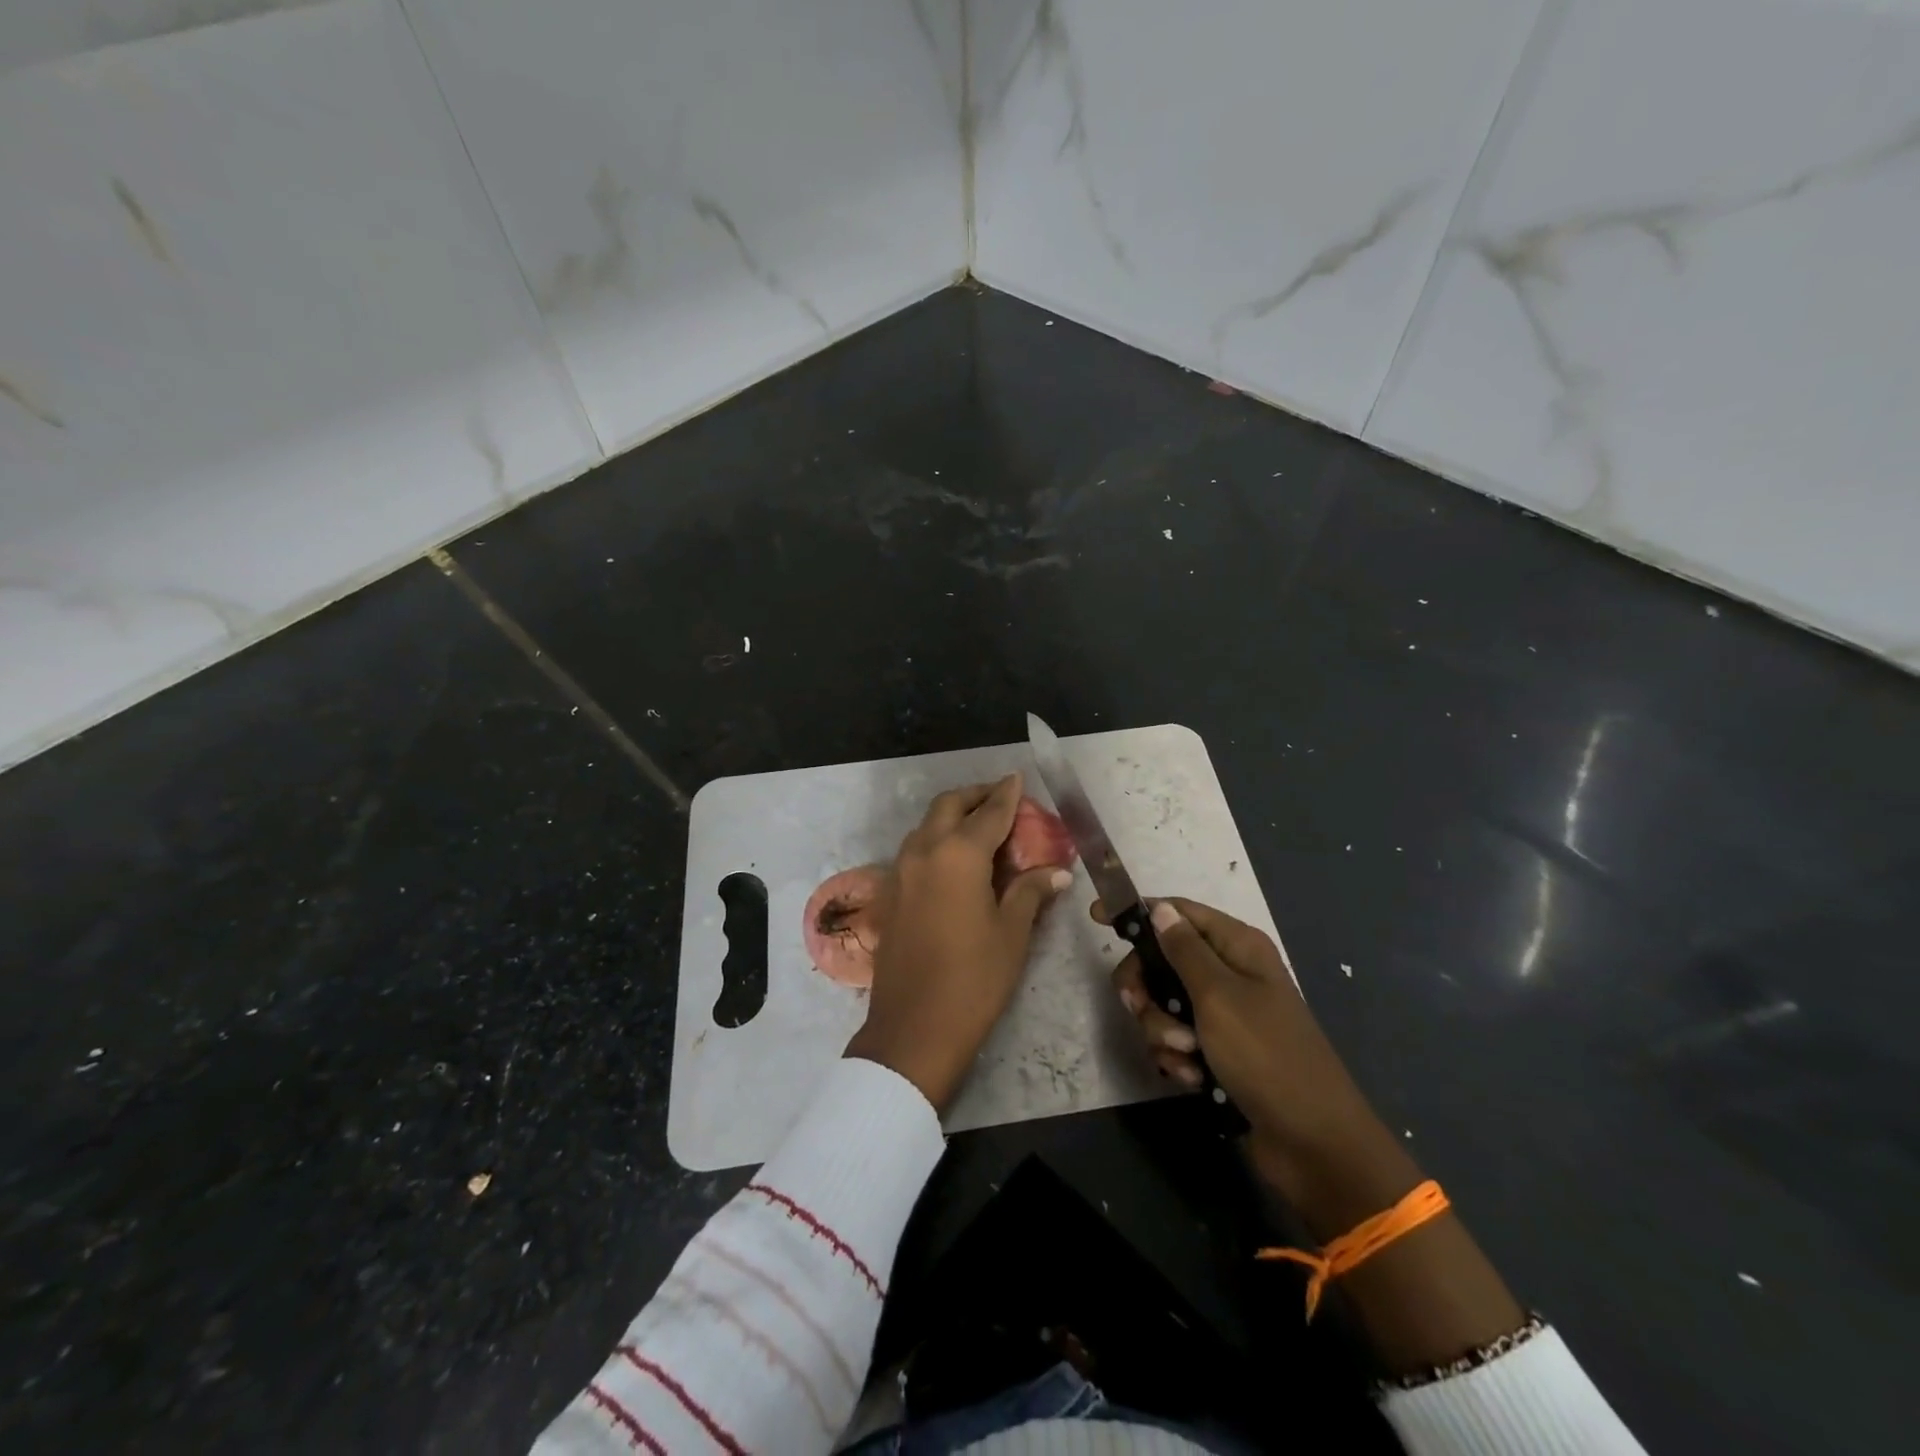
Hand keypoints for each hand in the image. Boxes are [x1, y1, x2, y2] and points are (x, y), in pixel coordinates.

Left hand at [846, 774, 1071, 1110]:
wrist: (914, 1026)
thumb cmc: (974, 978)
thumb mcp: (1012, 933)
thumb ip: (1031, 892)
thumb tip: (1057, 872)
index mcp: (959, 854)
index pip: (989, 813)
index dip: (1007, 794)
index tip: (1017, 778)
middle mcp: (925, 851)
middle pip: (949, 806)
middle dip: (975, 796)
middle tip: (1000, 798)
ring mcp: (901, 871)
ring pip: (927, 825)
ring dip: (952, 816)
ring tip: (980, 826)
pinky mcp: (891, 893)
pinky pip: (915, 849)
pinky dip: (936, 839)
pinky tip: (955, 860)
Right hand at [1099, 897, 1379, 1172]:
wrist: (1312, 1143)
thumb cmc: (1266, 1056)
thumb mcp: (1218, 996)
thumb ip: (1183, 950)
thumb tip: (1159, 908)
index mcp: (1237, 947)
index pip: (1178, 912)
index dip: (1138, 913)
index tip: (1096, 918)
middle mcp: (1229, 973)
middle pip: (1162, 960)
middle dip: (1146, 988)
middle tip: (1139, 1007)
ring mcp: (1222, 1015)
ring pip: (1163, 1004)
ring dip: (1162, 1030)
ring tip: (1186, 1055)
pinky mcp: (1216, 1052)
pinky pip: (1175, 1041)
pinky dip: (1176, 1057)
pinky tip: (1192, 1078)